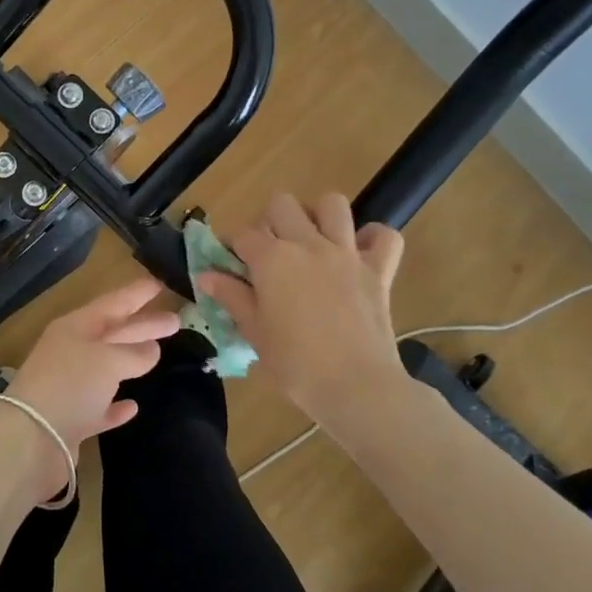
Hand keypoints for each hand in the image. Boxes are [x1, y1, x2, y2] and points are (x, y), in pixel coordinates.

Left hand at [0, 279, 180, 502]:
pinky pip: (99, 406)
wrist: (31, 439)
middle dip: (142, 325)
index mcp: (75, 328)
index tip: (160, 284)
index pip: (112, 303)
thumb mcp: (108, 360)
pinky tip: (133, 406)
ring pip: (107, 368)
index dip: (136, 294)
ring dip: (131, 360)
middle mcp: (71, 352)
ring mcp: (69, 387)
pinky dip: (116, 405)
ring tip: (159, 354)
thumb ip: (134, 353)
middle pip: (113, 333)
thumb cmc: (70, 385)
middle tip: (176, 320)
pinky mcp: (71, 420)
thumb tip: (152, 350)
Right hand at [196, 192, 405, 417]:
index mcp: (272, 259)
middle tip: (270, 252)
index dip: (233, 247)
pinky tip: (359, 253)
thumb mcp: (254, 332)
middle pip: (282, 204)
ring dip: (319, 216)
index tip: (230, 265)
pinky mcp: (379, 270)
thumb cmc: (295, 364)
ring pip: (332, 204)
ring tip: (312, 240)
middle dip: (270, 221)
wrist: (355, 386)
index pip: (243, 235)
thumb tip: (206, 276)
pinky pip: (385, 236)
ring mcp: (347, 253)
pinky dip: (373, 238)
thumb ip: (232, 297)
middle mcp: (308, 244)